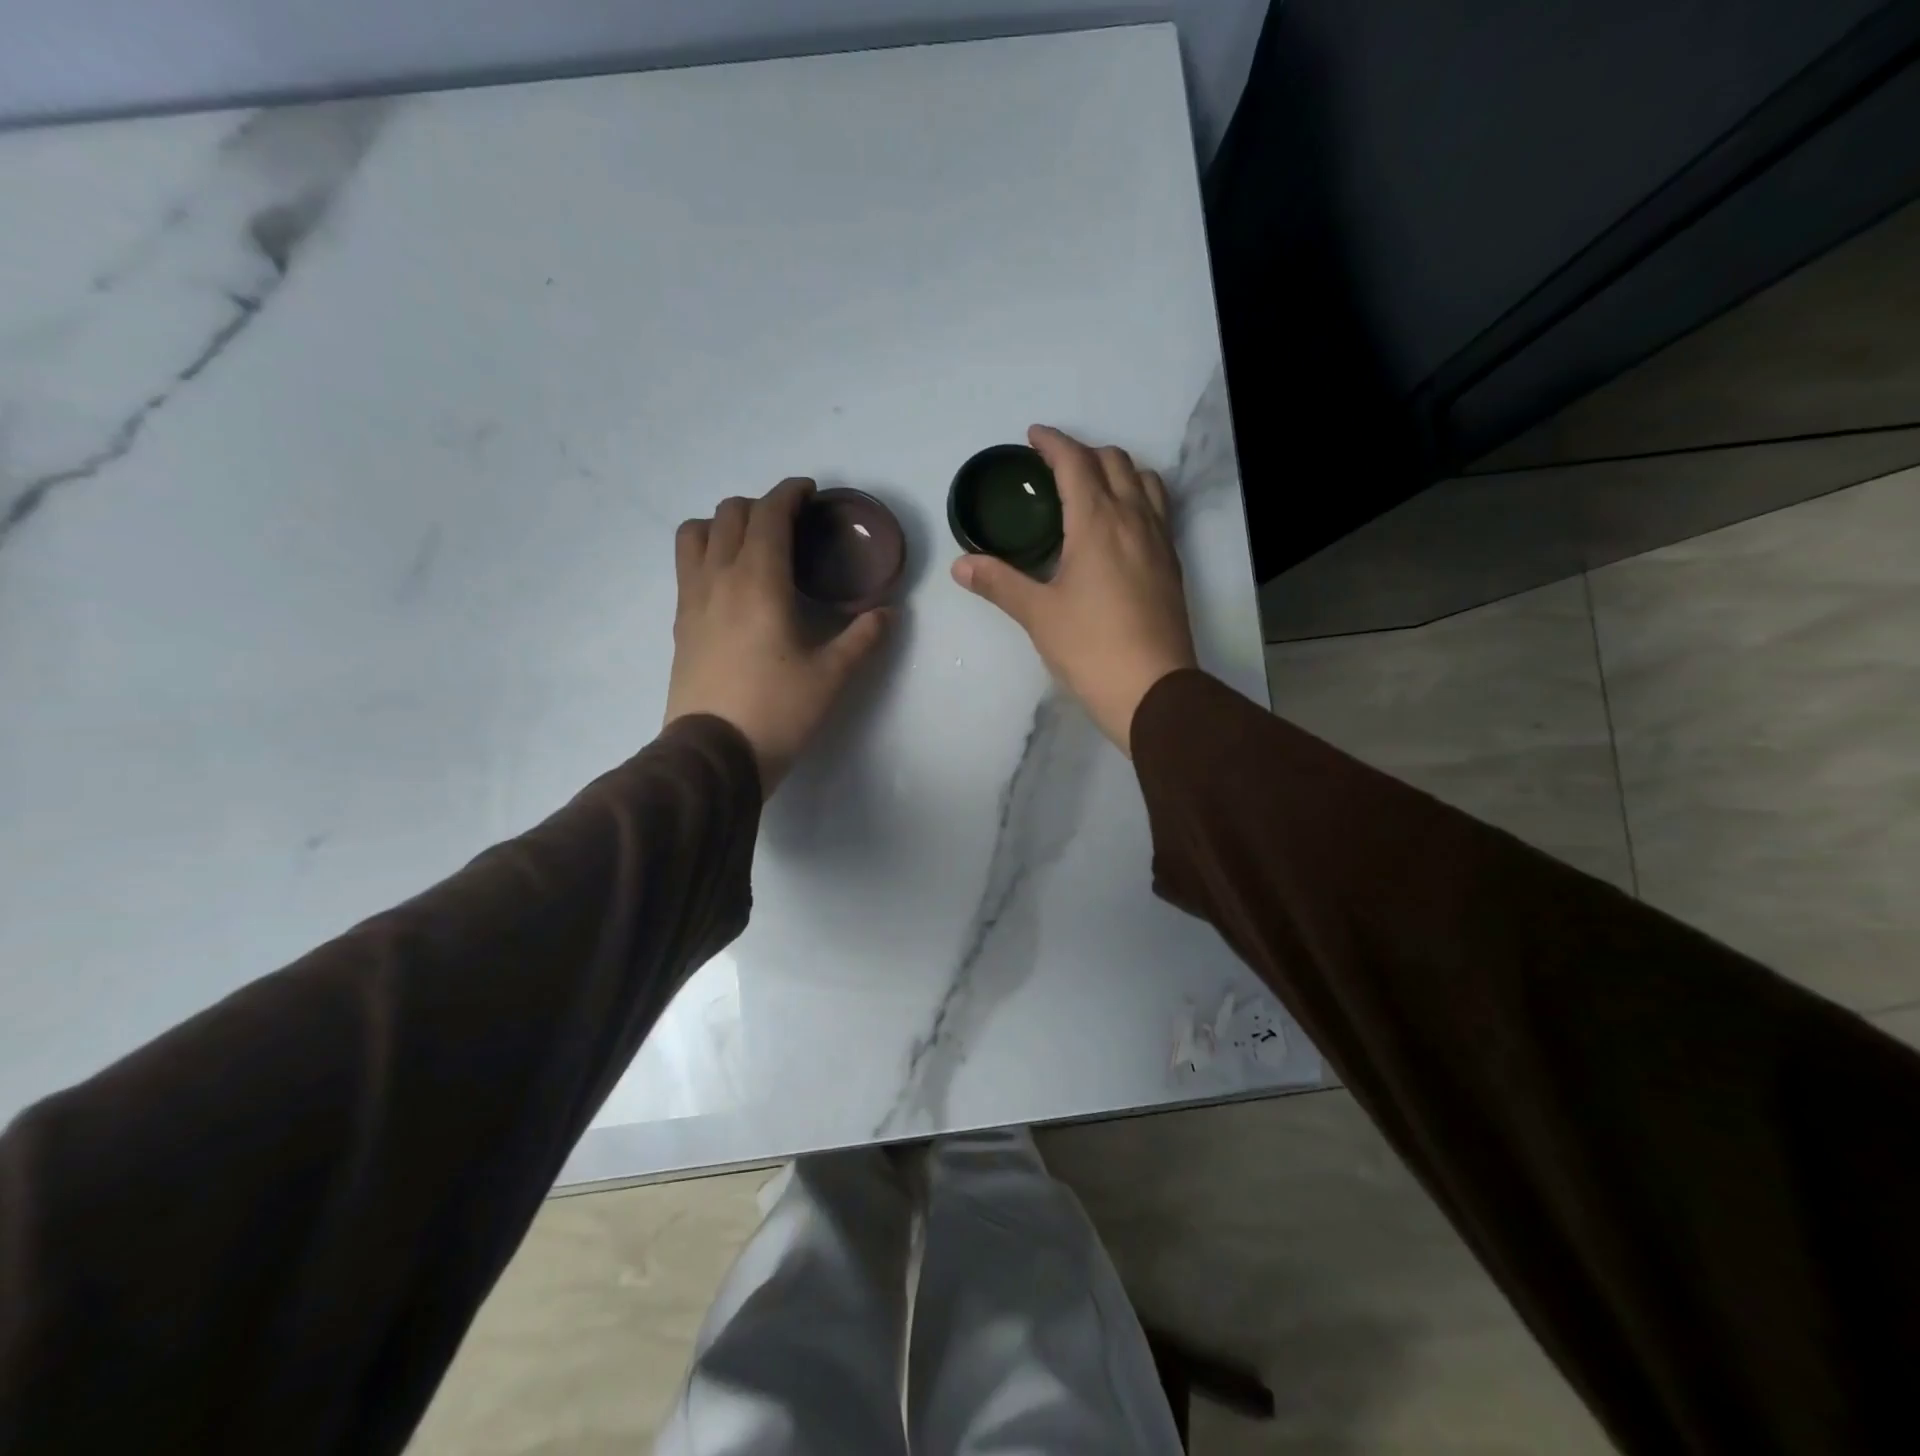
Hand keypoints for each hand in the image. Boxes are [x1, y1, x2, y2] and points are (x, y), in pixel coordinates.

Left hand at [665, 478, 889, 795]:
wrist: (714, 754)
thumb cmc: (778, 710)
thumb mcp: (832, 676)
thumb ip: (864, 638)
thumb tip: (889, 613)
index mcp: (759, 581)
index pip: (769, 514)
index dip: (789, 493)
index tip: (809, 492)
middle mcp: (719, 577)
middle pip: (730, 514)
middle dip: (761, 506)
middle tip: (790, 525)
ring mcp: (692, 599)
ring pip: (696, 533)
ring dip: (723, 524)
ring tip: (750, 544)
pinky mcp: (679, 623)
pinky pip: (686, 565)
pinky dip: (707, 552)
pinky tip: (731, 581)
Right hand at [951, 426, 1196, 755]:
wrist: (1153, 690)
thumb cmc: (1091, 648)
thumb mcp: (1038, 615)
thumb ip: (999, 583)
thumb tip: (961, 565)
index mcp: (1098, 522)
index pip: (1076, 463)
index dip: (1053, 443)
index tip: (1033, 437)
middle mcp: (1134, 519)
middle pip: (1114, 462)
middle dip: (1083, 454)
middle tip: (1053, 469)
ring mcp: (1159, 540)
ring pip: (1144, 481)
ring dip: (1117, 471)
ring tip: (1091, 489)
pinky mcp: (1171, 564)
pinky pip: (1157, 509)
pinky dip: (1136, 497)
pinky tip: (1118, 526)